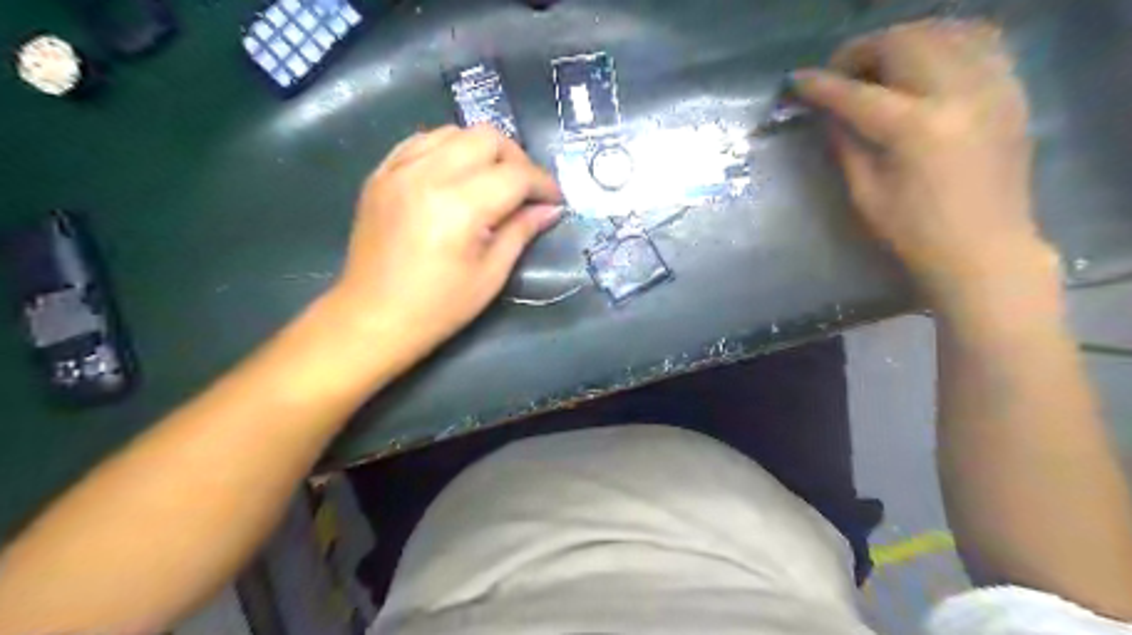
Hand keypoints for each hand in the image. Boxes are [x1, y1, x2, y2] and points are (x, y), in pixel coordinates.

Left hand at [327, 125, 561, 361]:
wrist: (373, 317)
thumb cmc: (439, 307)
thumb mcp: (491, 275)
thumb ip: (522, 232)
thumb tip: (550, 209)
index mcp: (459, 207)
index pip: (515, 175)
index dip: (543, 184)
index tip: (555, 200)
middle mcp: (427, 175)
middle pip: (486, 137)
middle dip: (516, 159)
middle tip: (525, 190)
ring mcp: (398, 170)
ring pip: (453, 131)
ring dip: (482, 150)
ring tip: (492, 181)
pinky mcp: (380, 174)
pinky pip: (421, 141)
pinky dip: (447, 150)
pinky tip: (455, 175)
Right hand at [790, 19, 1057, 308]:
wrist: (985, 250)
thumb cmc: (915, 233)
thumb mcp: (866, 194)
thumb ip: (846, 145)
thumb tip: (828, 114)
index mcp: (915, 129)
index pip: (857, 94)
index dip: (821, 85)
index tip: (795, 79)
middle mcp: (957, 94)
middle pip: (903, 44)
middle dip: (861, 51)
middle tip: (838, 73)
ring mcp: (992, 86)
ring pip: (943, 31)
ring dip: (901, 40)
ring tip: (878, 64)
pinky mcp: (1011, 91)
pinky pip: (980, 41)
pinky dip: (945, 40)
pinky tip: (924, 59)